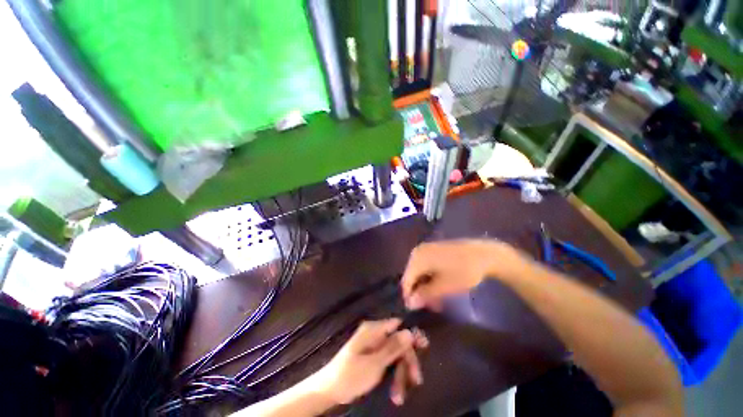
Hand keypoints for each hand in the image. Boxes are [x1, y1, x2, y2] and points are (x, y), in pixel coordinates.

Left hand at [309, 319, 428, 406]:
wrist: (329, 391)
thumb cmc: (351, 375)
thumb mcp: (374, 363)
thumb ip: (393, 347)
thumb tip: (410, 331)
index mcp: (373, 330)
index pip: (398, 325)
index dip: (411, 335)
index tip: (424, 347)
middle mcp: (375, 335)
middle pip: (398, 343)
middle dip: (406, 362)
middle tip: (415, 380)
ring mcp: (374, 346)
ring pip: (395, 356)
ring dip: (400, 374)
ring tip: (399, 396)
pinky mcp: (372, 358)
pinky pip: (388, 363)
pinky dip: (393, 376)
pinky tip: (395, 393)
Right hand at [401, 239, 531, 309]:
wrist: (484, 254)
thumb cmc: (463, 271)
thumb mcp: (444, 287)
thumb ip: (424, 295)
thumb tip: (409, 304)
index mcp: (417, 258)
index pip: (406, 281)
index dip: (410, 297)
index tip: (418, 311)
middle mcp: (418, 251)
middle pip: (412, 276)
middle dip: (420, 293)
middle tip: (433, 307)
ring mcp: (426, 250)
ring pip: (420, 273)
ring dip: (427, 288)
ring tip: (439, 301)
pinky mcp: (434, 250)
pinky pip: (426, 267)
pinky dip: (431, 279)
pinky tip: (441, 288)